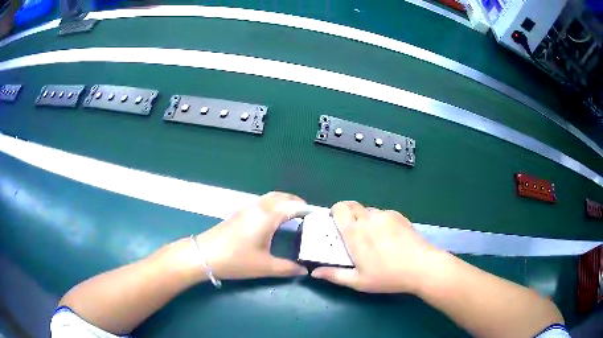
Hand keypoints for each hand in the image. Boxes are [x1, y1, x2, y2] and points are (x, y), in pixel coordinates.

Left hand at [195, 192, 310, 279]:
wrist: (204, 255)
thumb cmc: (236, 260)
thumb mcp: (265, 266)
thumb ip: (287, 268)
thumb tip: (304, 271)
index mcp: (268, 216)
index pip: (294, 206)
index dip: (308, 210)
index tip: (319, 218)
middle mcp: (259, 207)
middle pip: (283, 197)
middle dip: (297, 202)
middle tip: (308, 216)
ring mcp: (247, 208)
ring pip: (271, 197)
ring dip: (285, 202)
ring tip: (294, 216)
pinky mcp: (239, 213)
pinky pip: (262, 202)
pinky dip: (274, 205)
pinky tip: (274, 220)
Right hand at [311, 201, 440, 293]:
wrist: (422, 267)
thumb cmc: (388, 276)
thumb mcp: (359, 281)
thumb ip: (335, 275)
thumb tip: (314, 272)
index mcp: (356, 233)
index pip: (340, 208)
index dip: (335, 212)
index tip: (335, 224)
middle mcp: (370, 219)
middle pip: (352, 205)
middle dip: (347, 214)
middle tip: (352, 233)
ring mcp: (386, 215)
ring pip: (368, 211)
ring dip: (365, 220)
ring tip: (373, 238)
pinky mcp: (399, 216)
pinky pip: (383, 214)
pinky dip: (380, 222)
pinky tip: (389, 238)